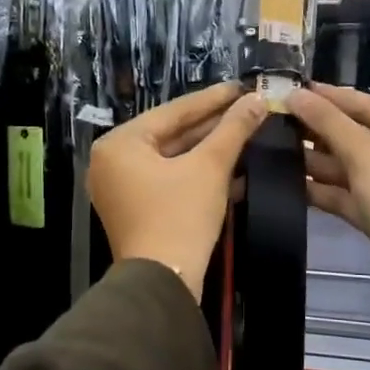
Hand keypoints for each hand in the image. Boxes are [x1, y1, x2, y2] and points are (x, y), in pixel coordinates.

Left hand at [88, 82, 268, 295]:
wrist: (163, 283)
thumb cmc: (180, 217)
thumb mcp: (210, 167)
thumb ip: (232, 130)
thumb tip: (257, 99)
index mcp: (120, 144)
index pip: (173, 112)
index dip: (212, 99)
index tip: (242, 86)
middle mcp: (113, 162)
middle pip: (172, 135)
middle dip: (213, 126)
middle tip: (248, 108)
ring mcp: (122, 188)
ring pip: (173, 160)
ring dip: (210, 151)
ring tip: (247, 133)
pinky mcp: (137, 210)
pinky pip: (169, 181)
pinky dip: (198, 175)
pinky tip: (234, 168)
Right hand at [288, 84, 369, 287]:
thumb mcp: (365, 154)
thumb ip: (328, 122)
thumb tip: (294, 94)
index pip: (367, 104)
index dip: (328, 96)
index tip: (292, 88)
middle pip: (356, 134)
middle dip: (318, 130)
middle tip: (276, 118)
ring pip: (349, 165)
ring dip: (315, 159)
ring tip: (274, 146)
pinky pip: (347, 191)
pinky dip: (322, 187)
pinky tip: (288, 181)